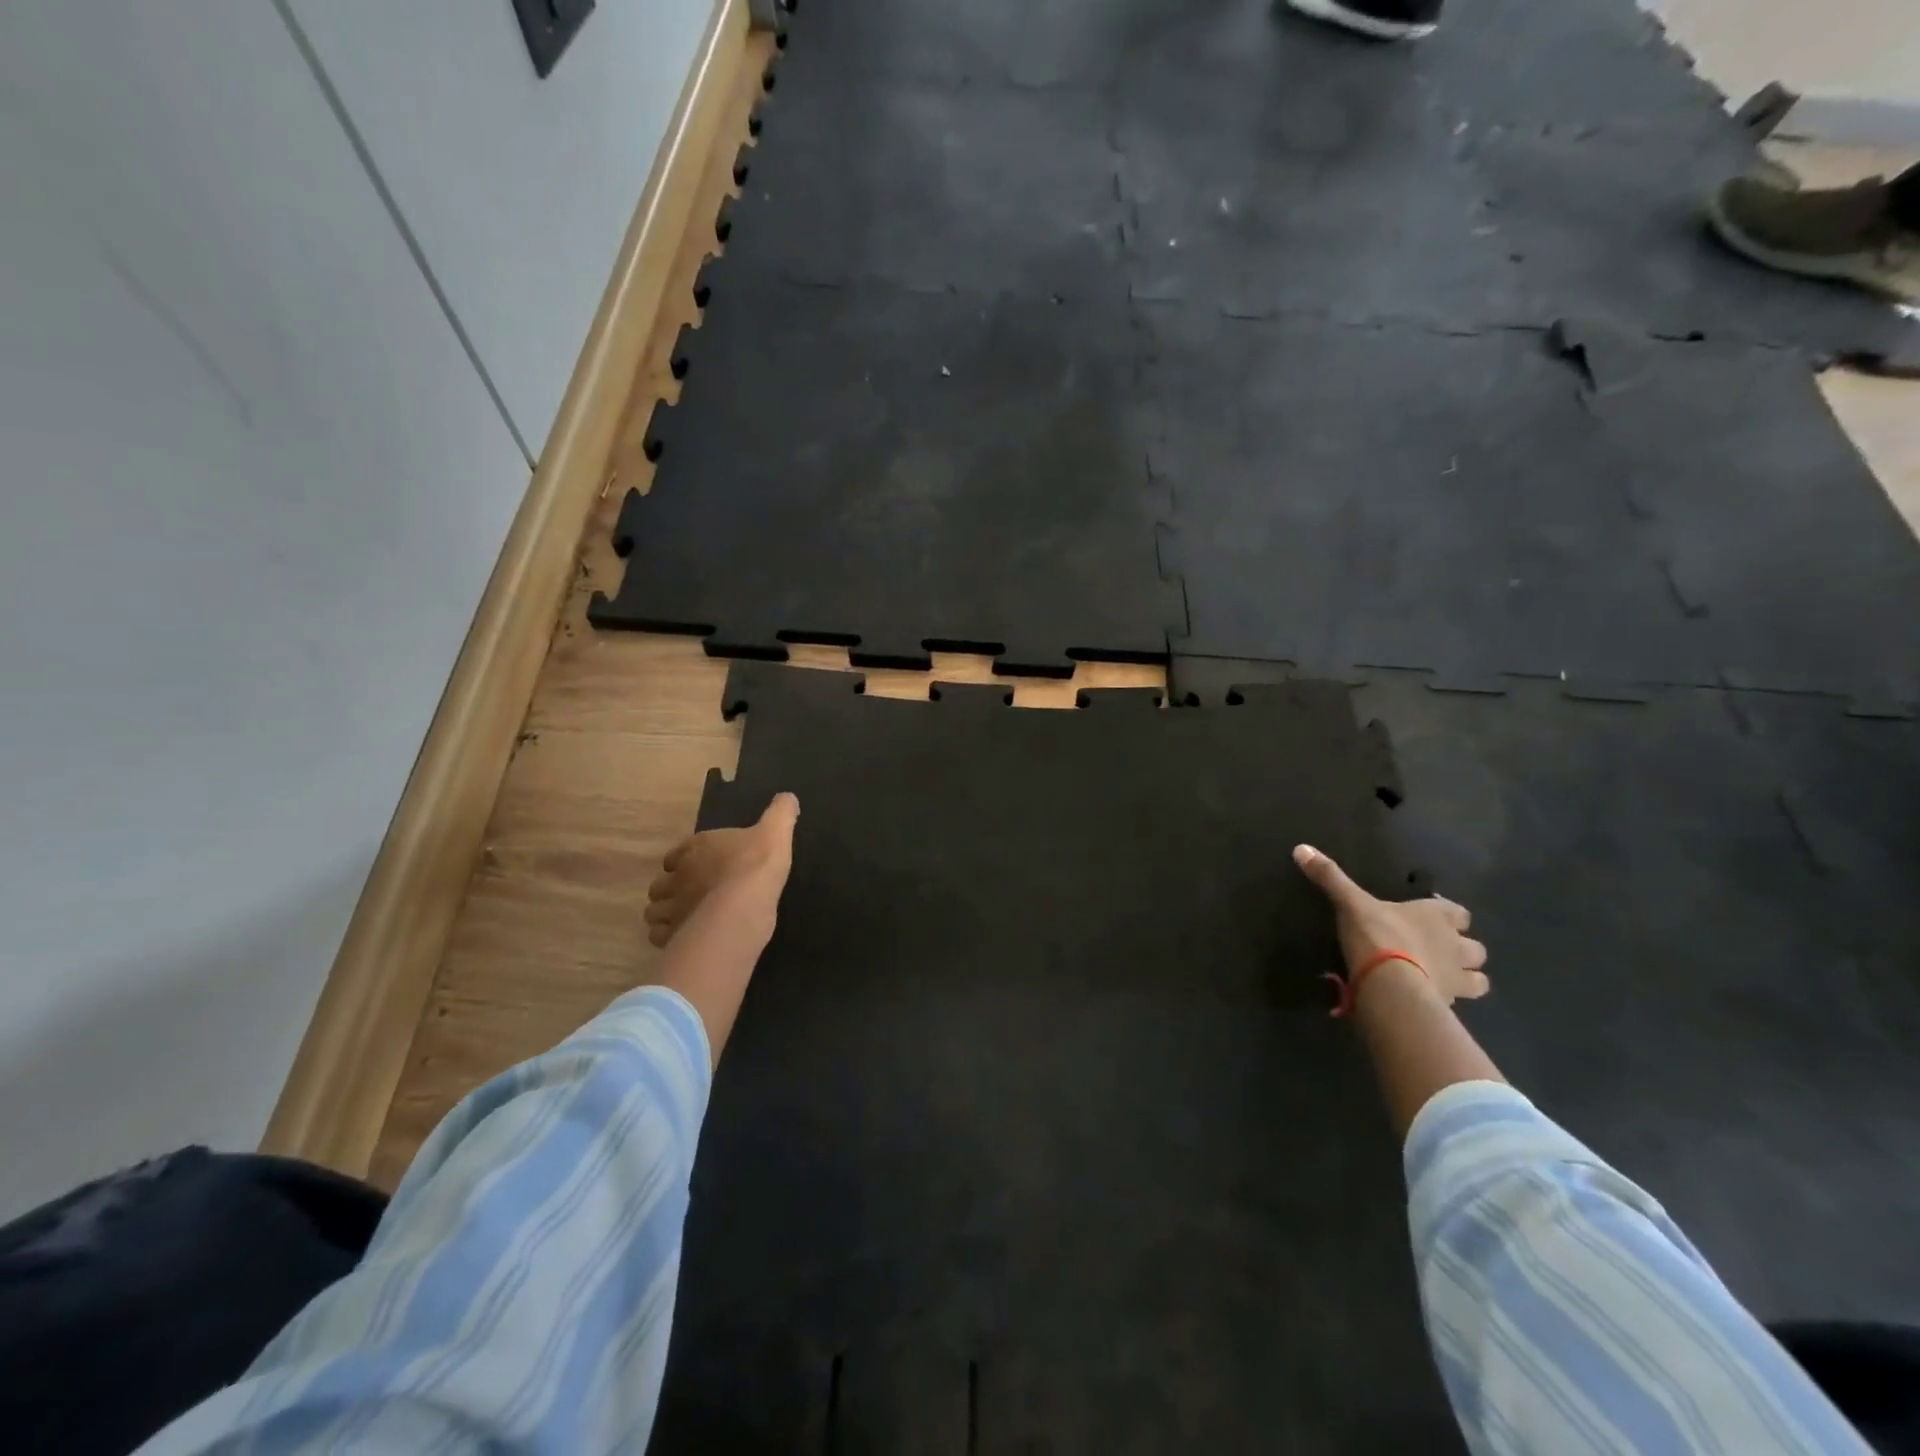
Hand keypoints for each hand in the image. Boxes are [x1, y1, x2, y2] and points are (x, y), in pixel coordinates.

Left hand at [645, 793, 799, 948]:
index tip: (694, 866)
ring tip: (684, 918)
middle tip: (690, 895)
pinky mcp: (674, 934)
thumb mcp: (776, 831)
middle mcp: (678, 876)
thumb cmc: (756, 864)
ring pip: (655, 911)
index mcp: (697, 848)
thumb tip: (788, 797)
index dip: (682, 860)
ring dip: (665, 913)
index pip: (677, 853)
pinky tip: (686, 937)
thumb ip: (780, 814)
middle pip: (661, 883)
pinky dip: (668, 936)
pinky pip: (660, 936)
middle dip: (670, 889)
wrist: (744, 905)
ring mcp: (673, 907)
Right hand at [1293, 844, 1488, 1004]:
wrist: (1390, 984)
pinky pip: (1457, 1004)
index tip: (1431, 916)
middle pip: (1475, 948)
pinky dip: (1448, 1001)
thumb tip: (1302, 848)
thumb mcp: (1350, 903)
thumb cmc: (1377, 935)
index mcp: (1437, 917)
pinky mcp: (1448, 1004)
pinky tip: (1430, 1000)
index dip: (1448, 914)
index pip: (1458, 912)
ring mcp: (1456, 978)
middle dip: (1463, 950)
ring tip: (1444, 979)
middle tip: (1440, 951)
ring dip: (1466, 978)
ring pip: (1478, 979)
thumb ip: (1330, 878)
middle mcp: (1455, 945)